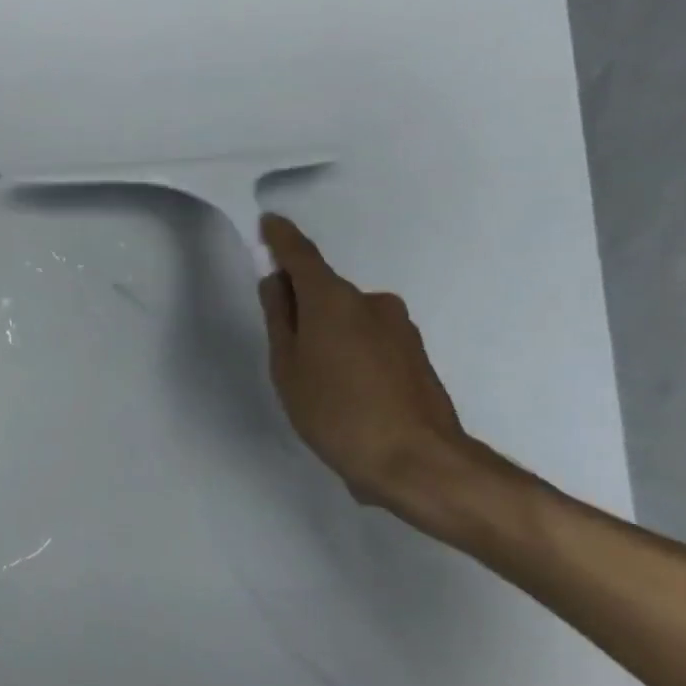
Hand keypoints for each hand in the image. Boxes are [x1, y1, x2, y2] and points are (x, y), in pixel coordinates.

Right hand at [257, 214, 470, 509]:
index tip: (268, 224)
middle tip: (283, 345)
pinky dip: (351, 353)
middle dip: (302, 305)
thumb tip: (277, 283)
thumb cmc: (335, 412)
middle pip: (325, 291)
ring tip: (317, 383)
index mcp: (333, 299)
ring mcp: (399, 327)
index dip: (280, 239)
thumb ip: (280, 318)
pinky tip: (346, 395)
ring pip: (349, 318)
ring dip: (329, 334)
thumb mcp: (288, 367)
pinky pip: (369, 339)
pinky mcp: (415, 354)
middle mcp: (371, 302)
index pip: (300, 255)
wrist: (418, 462)